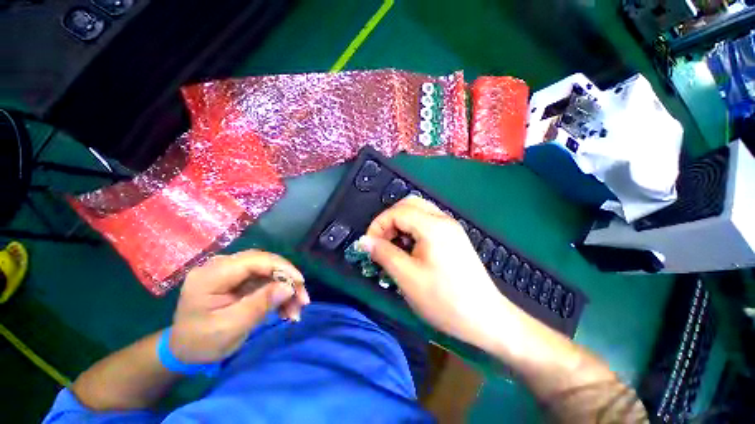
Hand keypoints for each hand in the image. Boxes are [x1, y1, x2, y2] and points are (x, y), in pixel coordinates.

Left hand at [169, 250, 308, 363]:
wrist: (185, 351)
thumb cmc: (201, 343)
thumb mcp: (230, 327)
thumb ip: (260, 304)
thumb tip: (289, 287)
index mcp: (211, 275)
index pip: (254, 260)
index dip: (282, 268)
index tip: (300, 283)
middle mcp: (221, 266)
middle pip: (264, 263)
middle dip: (287, 279)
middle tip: (302, 299)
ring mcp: (230, 272)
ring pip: (268, 271)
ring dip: (285, 288)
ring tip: (296, 309)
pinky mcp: (239, 280)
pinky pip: (265, 280)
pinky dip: (278, 293)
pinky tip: (286, 308)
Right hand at [363, 196, 514, 347]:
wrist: (486, 318)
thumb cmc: (444, 300)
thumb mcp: (407, 277)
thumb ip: (383, 254)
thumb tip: (363, 241)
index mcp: (433, 226)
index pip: (397, 212)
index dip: (378, 224)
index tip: (369, 245)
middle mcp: (443, 219)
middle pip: (409, 204)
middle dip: (389, 220)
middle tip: (381, 241)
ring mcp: (451, 227)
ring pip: (418, 211)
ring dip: (400, 224)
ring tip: (393, 246)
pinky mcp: (453, 237)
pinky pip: (427, 222)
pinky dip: (412, 229)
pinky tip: (410, 248)